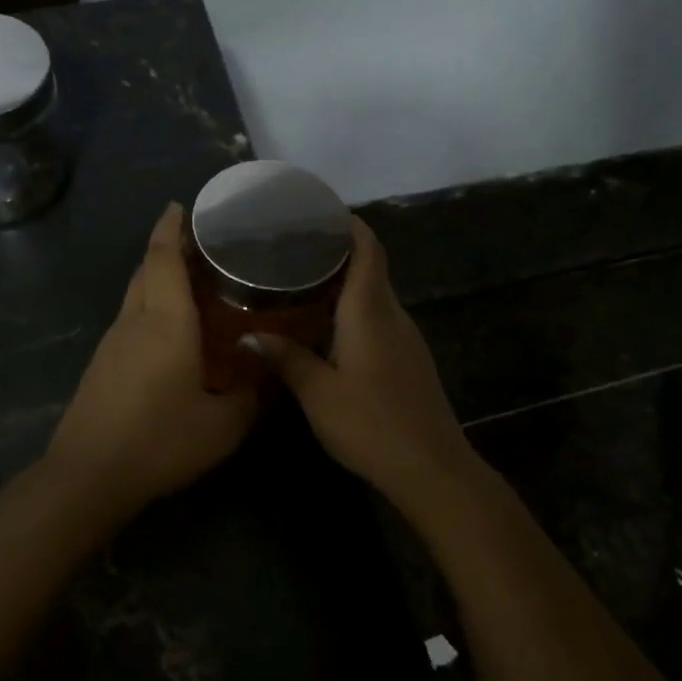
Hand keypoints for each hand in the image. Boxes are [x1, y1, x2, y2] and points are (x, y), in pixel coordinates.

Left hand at [45, 203, 258, 515]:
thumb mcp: (222, 426)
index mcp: (165, 322)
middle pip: (146, 269)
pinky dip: (150, 307)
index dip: (171, 227)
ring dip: (158, 278)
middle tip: (201, 246)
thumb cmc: (159, 440)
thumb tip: (266, 379)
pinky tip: (171, 331)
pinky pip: (130, 319)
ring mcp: (112, 342)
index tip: (182, 206)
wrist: (88, 474)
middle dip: (167, 248)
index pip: (163, 258)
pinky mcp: (102, 364)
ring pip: (135, 294)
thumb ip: (249, 397)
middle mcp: (135, 321)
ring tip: (192, 284)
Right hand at [244, 216, 476, 501]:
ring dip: (343, 283)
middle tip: (292, 249)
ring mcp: (405, 338)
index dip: (347, 224)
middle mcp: (392, 315)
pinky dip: (352, 310)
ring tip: (300, 283)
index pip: (367, 248)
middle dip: (336, 251)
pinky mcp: (408, 359)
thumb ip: (286, 358)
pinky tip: (325, 328)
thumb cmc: (371, 424)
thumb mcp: (318, 393)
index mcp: (370, 310)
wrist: (432, 468)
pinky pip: (378, 319)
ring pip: (373, 295)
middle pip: (369, 267)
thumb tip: (249, 334)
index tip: (317, 212)